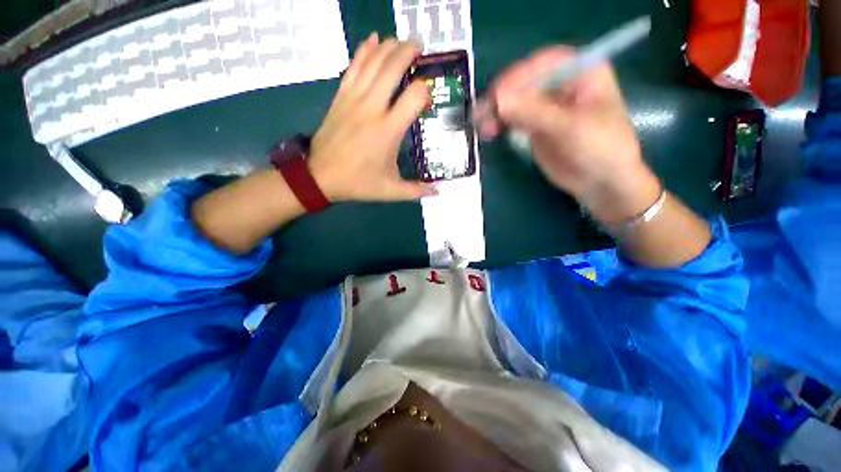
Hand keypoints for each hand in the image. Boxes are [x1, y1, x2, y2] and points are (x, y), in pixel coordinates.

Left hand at [309, 34, 437, 201]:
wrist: (320, 176)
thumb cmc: (358, 183)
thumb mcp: (390, 191)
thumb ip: (416, 190)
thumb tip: (439, 191)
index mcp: (388, 130)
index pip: (414, 96)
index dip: (426, 90)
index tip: (428, 97)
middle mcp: (372, 108)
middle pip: (392, 67)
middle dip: (408, 51)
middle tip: (420, 47)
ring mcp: (354, 99)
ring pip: (372, 61)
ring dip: (389, 47)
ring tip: (401, 43)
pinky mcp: (340, 96)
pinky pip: (353, 66)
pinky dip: (364, 50)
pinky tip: (373, 40)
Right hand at [478, 46, 660, 226]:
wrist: (601, 183)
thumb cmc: (600, 148)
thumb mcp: (570, 128)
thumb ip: (535, 113)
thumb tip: (498, 101)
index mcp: (582, 72)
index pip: (545, 63)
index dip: (520, 76)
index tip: (498, 95)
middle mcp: (561, 85)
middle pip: (525, 82)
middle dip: (503, 97)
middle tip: (482, 113)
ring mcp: (546, 107)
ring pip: (515, 102)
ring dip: (496, 112)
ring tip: (480, 125)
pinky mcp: (535, 127)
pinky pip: (513, 120)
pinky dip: (500, 124)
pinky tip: (488, 131)